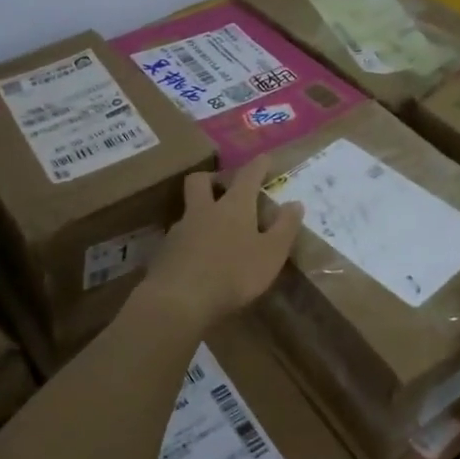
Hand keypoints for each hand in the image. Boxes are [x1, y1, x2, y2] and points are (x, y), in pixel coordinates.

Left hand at [137, 158, 304, 332]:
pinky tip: (198, 258)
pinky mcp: (164, 252)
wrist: (179, 300)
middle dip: (213, 178)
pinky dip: (191, 240)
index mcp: (233, 206)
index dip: (259, 164)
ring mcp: (179, 230)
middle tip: (225, 187)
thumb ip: (285, 228)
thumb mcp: (271, 254)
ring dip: (201, 212)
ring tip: (214, 230)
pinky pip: (179, 237)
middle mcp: (204, 210)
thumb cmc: (233, 273)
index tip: (266, 158)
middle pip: (201, 180)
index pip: (248, 175)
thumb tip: (295, 203)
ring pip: (188, 210)